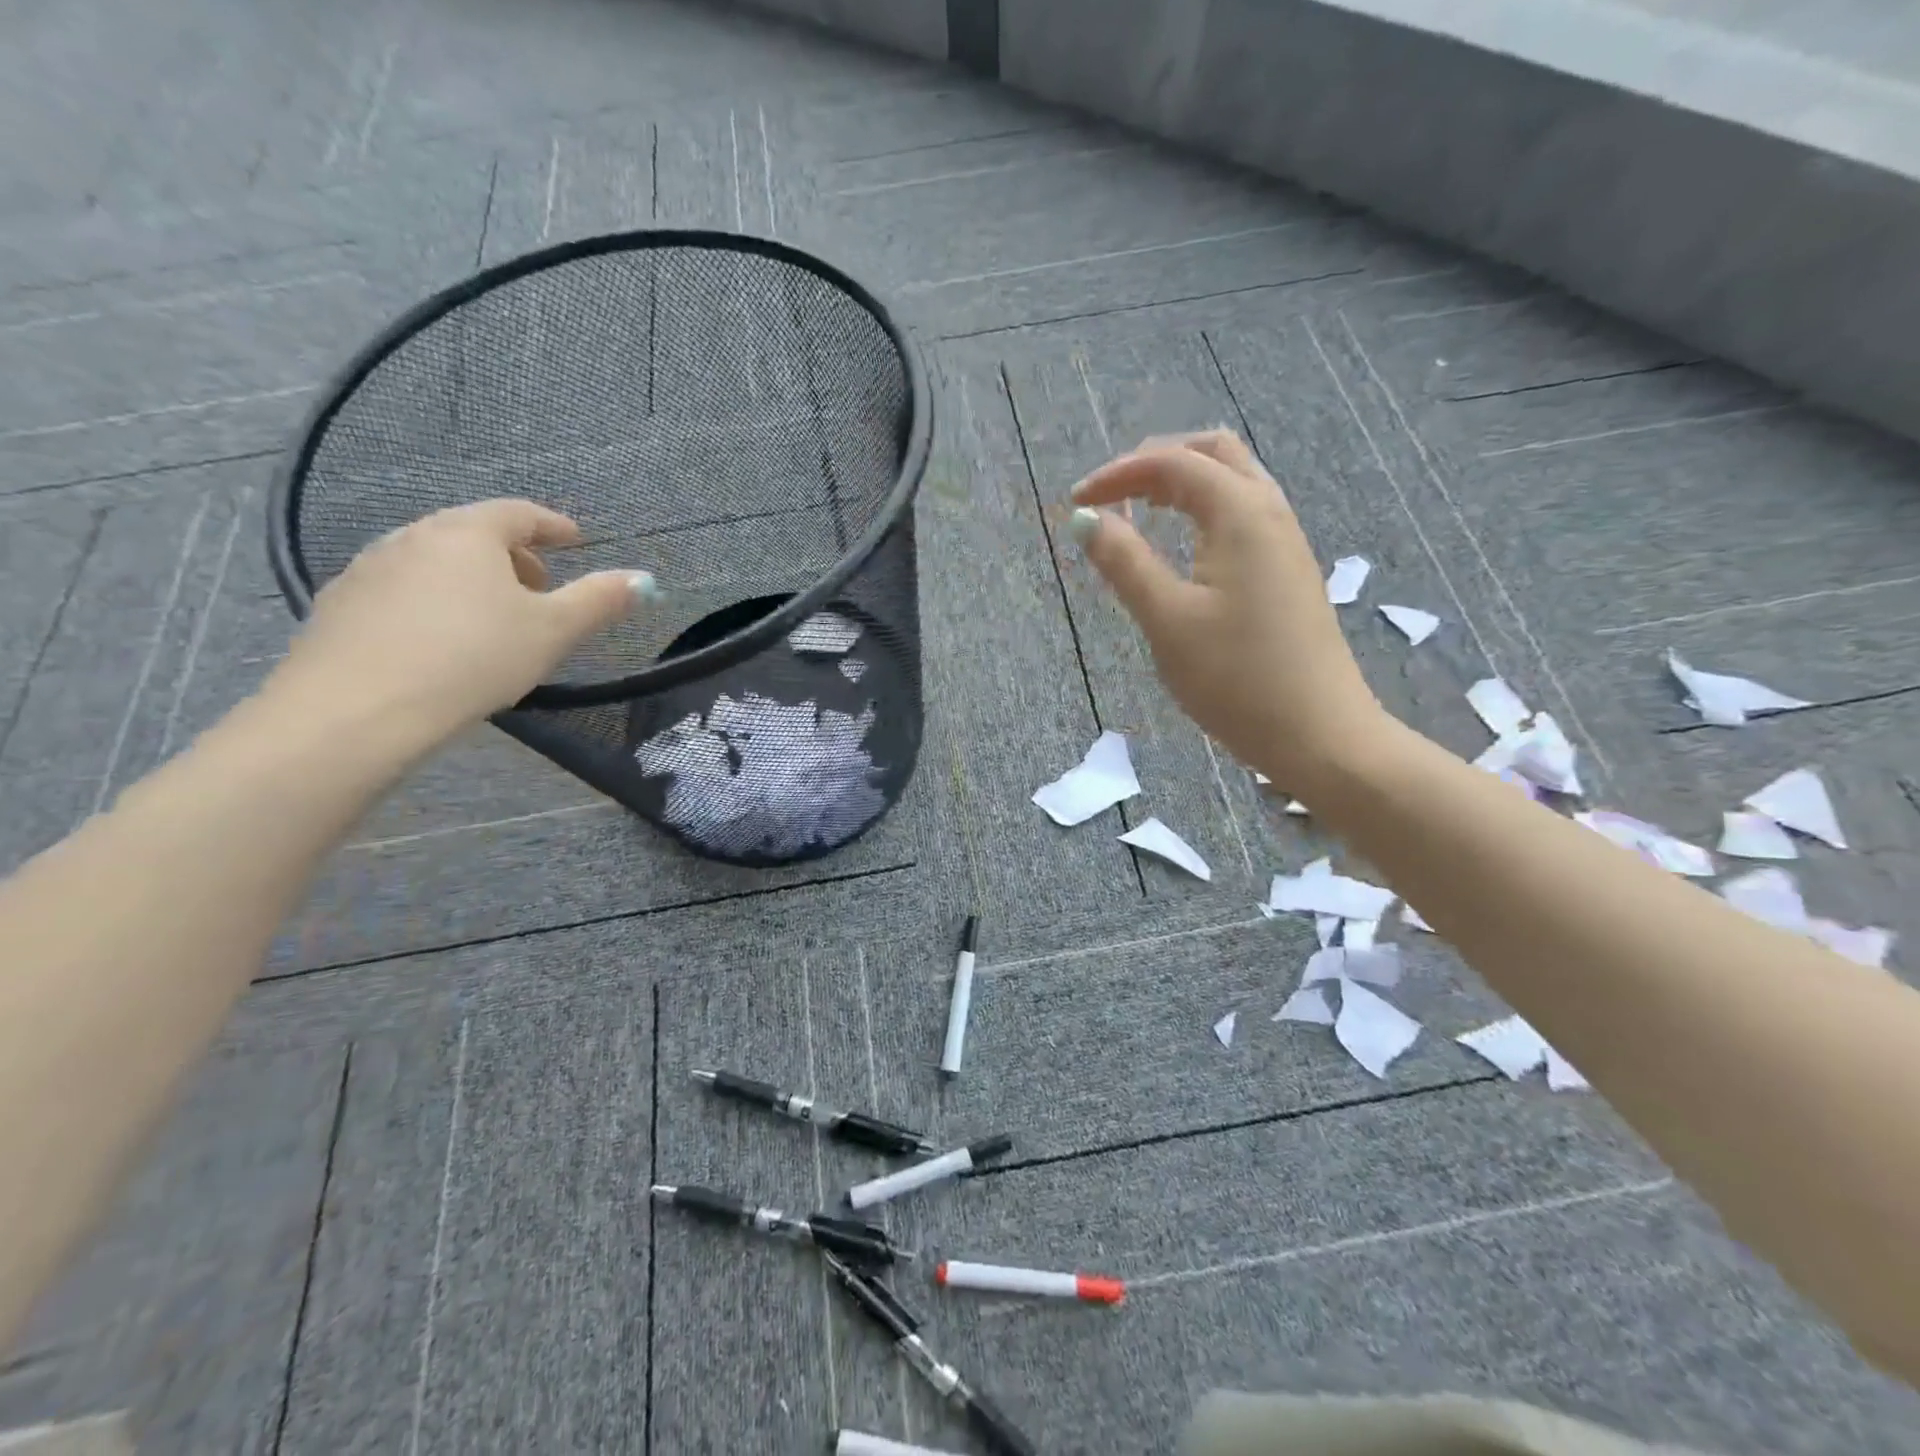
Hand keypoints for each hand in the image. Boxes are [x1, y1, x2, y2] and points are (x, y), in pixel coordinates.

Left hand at [267, 499, 655, 743]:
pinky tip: (441, 640)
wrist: (357, 709)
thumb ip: (600, 601)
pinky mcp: (338, 605)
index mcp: (468, 533)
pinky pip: (402, 590)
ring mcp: (368, 568)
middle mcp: (413, 536)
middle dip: (514, 556)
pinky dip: (433, 601)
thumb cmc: (473, 658)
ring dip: (471, 579)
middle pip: (473, 533)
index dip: (553, 525)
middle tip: (540, 588)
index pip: (518, 513)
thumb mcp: (553, 631)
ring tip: (493, 618)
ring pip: (434, 561)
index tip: (575, 539)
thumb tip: (644, 579)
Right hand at [1069, 430, 1386, 793]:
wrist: (1318, 733)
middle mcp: (1269, 511)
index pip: (1172, 464)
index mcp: (1240, 513)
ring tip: (1140, 510)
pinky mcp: (1289, 569)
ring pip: (1233, 481)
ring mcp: (1286, 540)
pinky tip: (1184, 543)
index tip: (1075, 504)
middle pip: (1212, 453)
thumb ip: (1124, 562)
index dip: (1117, 474)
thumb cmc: (1236, 678)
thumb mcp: (1167, 620)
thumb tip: (1085, 520)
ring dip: (1183, 482)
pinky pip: (1244, 512)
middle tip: (1112, 494)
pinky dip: (1205, 507)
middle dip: (1155, 462)